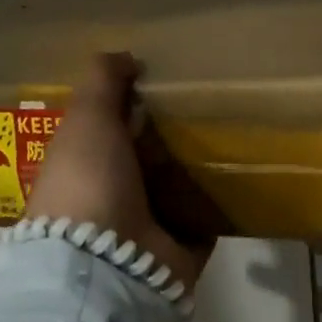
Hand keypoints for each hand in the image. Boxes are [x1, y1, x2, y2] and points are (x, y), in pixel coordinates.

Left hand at [25, 52, 213, 292]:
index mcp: (80, 164)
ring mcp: (142, 228)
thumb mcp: (87, 116)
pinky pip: (201, 221)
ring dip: (194, 168)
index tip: (161, 78)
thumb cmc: (88, 179)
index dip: (127, 104)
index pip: (104, 128)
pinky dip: (216, 205)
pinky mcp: (177, 252)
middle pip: (142, 157)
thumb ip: (102, 80)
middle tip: (205, 101)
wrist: (106, 264)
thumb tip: (127, 57)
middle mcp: (108, 195)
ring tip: (230, 131)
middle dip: (166, 134)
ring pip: (172, 188)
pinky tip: (241, 176)